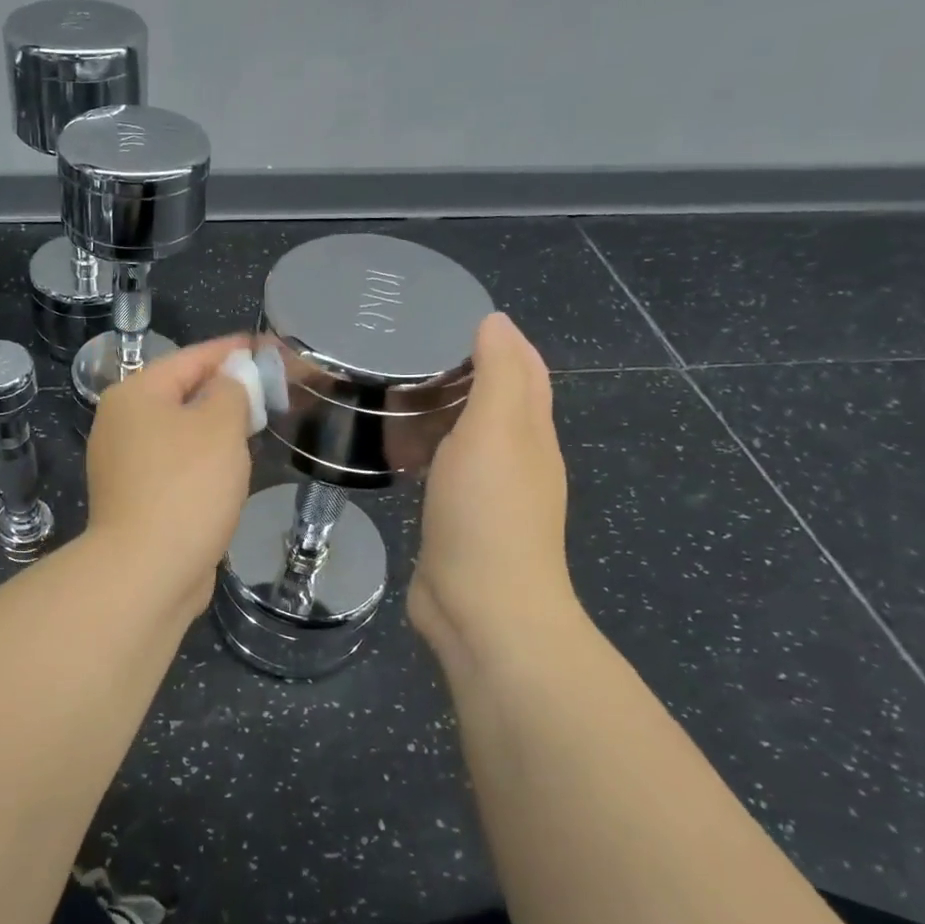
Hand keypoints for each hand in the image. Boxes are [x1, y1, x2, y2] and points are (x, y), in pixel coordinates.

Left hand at [84, 335, 254, 621]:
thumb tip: (230, 377)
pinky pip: (175, 465)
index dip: (232, 351)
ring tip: (255, 424)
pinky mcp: (134, 499)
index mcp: (134, 395)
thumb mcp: (220, 427)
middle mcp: (120, 424)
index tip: (267, 347)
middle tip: (269, 388)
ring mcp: (123, 465)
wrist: (146, 572)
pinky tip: (228, 469)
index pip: (190, 358)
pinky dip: (202, 460)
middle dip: (225, 390)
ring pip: (179, 432)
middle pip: (180, 394)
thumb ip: (231, 391)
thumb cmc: (186, 488)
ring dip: (215, 428)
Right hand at [409, 313, 581, 658]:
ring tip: (393, 392)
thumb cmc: (488, 510)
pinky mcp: (459, 520)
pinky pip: (443, 470)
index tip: (450, 317)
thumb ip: (499, 373)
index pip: (523, 369)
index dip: (499, 340)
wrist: (481, 606)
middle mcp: (517, 458)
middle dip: (462, 372)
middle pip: (494, 402)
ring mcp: (488, 493)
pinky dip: (426, 450)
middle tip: (408, 351)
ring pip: (465, 437)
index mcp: (531, 432)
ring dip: (439, 412)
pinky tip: (398, 450)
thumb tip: (497, 321)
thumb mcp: (495, 429)